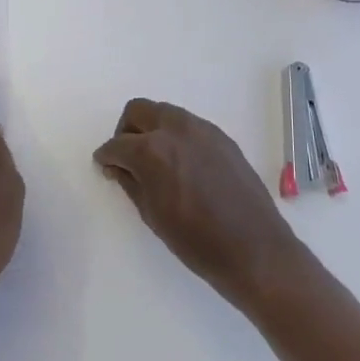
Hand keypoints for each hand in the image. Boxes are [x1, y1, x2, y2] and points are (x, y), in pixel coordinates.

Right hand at [94, 99, 306, 310]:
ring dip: (152, 129)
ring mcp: (203, 130)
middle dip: (126, 131)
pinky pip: (189, 125)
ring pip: (165, 113)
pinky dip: (176, 137)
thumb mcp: (152, 214)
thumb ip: (131, 182)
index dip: (106, 157)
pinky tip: (182, 165)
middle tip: (126, 158)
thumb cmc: (195, 241)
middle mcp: (176, 130)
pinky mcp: (222, 138)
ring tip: (155, 161)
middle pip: (138, 111)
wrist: (254, 249)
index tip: (105, 168)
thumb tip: (119, 167)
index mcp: (152, 150)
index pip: (117, 144)